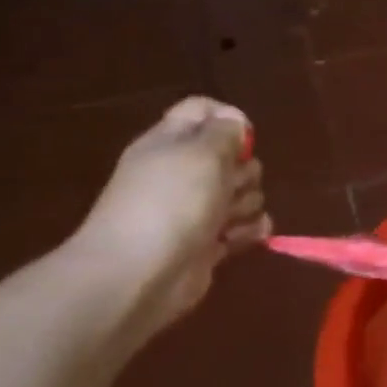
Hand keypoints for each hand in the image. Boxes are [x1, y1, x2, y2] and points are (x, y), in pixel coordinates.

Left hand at [70, 98, 270, 343]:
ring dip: (247, 204)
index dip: (229, 117)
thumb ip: (225, 131)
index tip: (244, 137)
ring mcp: (195, 209)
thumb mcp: (203, 152)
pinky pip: (244, 226)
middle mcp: (182, 172)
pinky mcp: (208, 242)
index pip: (203, 110)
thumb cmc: (170, 203)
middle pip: (233, 156)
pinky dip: (249, 231)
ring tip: (229, 220)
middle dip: (244, 170)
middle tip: (230, 185)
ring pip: (244, 192)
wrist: (138, 275)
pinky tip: (242, 237)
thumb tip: (235, 124)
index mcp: (171, 143)